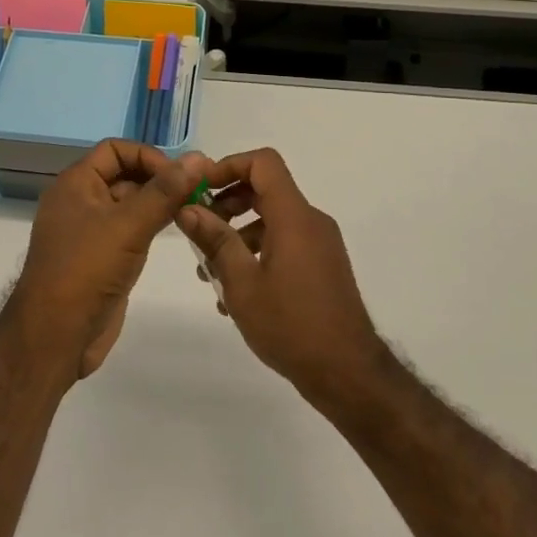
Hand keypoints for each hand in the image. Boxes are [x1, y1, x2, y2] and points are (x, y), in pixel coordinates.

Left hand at [8, 140, 210, 381]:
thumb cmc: (87, 270)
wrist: (55, 337)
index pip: (115, 150)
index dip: (148, 156)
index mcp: (75, 183)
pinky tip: (176, 231)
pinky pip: (128, 230)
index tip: (179, 176)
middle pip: (123, 174)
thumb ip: (165, 191)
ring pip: (128, 204)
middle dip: (158, 179)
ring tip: (194, 209)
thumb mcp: (129, 225)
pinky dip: (151, 225)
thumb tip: (198, 157)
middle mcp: (80, 201)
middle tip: (197, 191)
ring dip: (158, 203)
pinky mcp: (99, 258)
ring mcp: (89, 231)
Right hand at [175, 147, 388, 407]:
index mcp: (294, 217)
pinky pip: (286, 242)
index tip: (201, 189)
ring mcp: (320, 244)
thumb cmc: (291, 325)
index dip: (229, 165)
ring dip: (239, 234)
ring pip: (272, 220)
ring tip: (210, 272)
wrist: (348, 373)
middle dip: (228, 203)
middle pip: (265, 189)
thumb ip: (215, 241)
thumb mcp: (242, 284)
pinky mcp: (323, 265)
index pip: (263, 163)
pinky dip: (258, 252)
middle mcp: (311, 221)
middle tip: (199, 230)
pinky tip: (236, 293)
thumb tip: (187, 209)